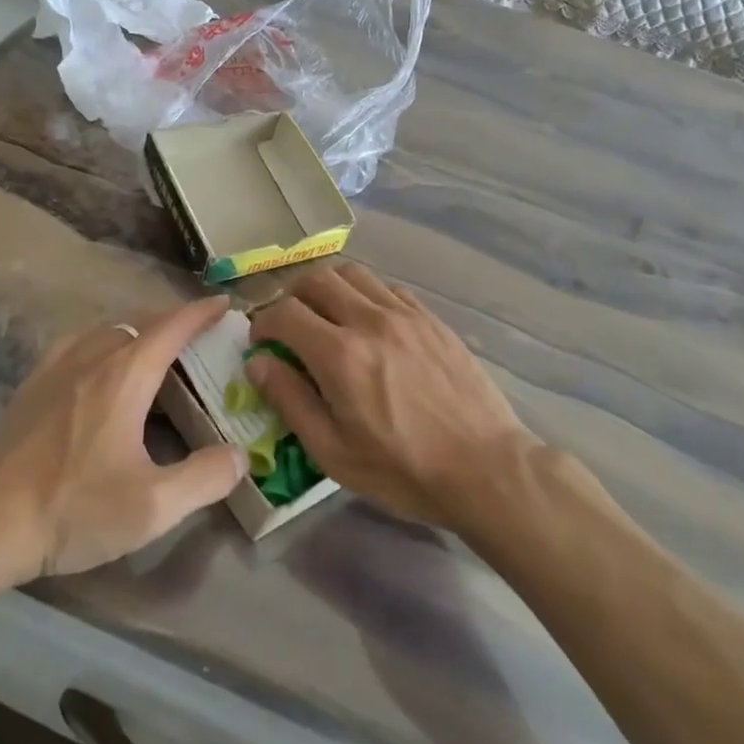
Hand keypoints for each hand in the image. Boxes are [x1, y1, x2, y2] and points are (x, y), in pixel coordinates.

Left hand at [0, 298, 246, 596]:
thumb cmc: (73, 510)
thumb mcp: (152, 506)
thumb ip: (205, 478)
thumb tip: (239, 456)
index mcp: (124, 376)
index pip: (171, 328)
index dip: (201, 313)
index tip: (224, 304)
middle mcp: (91, 358)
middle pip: (139, 323)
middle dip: (173, 322)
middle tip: (199, 338)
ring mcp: (54, 369)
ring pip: (105, 330)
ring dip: (137, 331)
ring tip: (155, 352)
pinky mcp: (31, 387)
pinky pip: (76, 345)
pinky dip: (102, 343)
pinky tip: (100, 369)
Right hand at [248, 264, 536, 528]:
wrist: (484, 468)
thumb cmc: (402, 470)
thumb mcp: (333, 452)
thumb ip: (291, 400)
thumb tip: (258, 364)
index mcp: (340, 355)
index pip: (285, 312)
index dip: (263, 323)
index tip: (261, 343)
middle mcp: (370, 320)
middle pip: (317, 279)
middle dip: (292, 297)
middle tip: (290, 326)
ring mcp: (406, 315)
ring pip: (354, 274)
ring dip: (329, 288)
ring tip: (327, 318)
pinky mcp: (433, 319)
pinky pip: (389, 288)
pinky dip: (367, 296)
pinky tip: (371, 325)